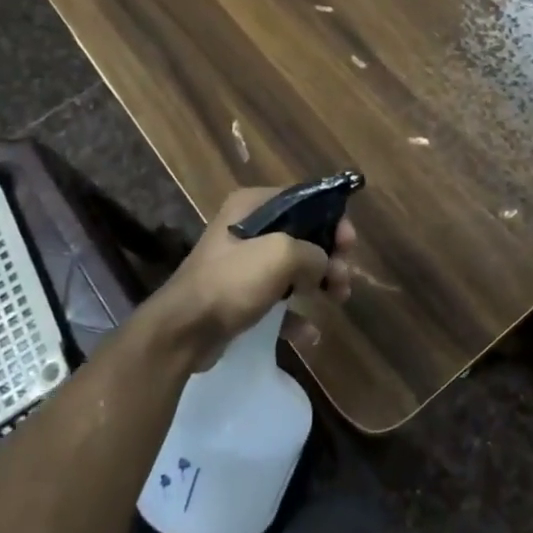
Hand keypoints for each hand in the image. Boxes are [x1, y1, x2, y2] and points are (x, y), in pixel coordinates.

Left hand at [148, 188, 356, 368]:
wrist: (183, 331)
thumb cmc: (232, 281)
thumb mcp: (281, 254)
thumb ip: (313, 252)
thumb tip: (322, 264)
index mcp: (252, 206)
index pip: (303, 200)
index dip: (331, 218)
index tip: (349, 244)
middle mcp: (247, 228)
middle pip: (302, 235)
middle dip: (328, 256)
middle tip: (343, 279)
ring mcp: (242, 265)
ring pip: (293, 269)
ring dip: (319, 283)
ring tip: (338, 300)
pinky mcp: (240, 298)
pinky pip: (278, 301)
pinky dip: (296, 314)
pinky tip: (309, 333)